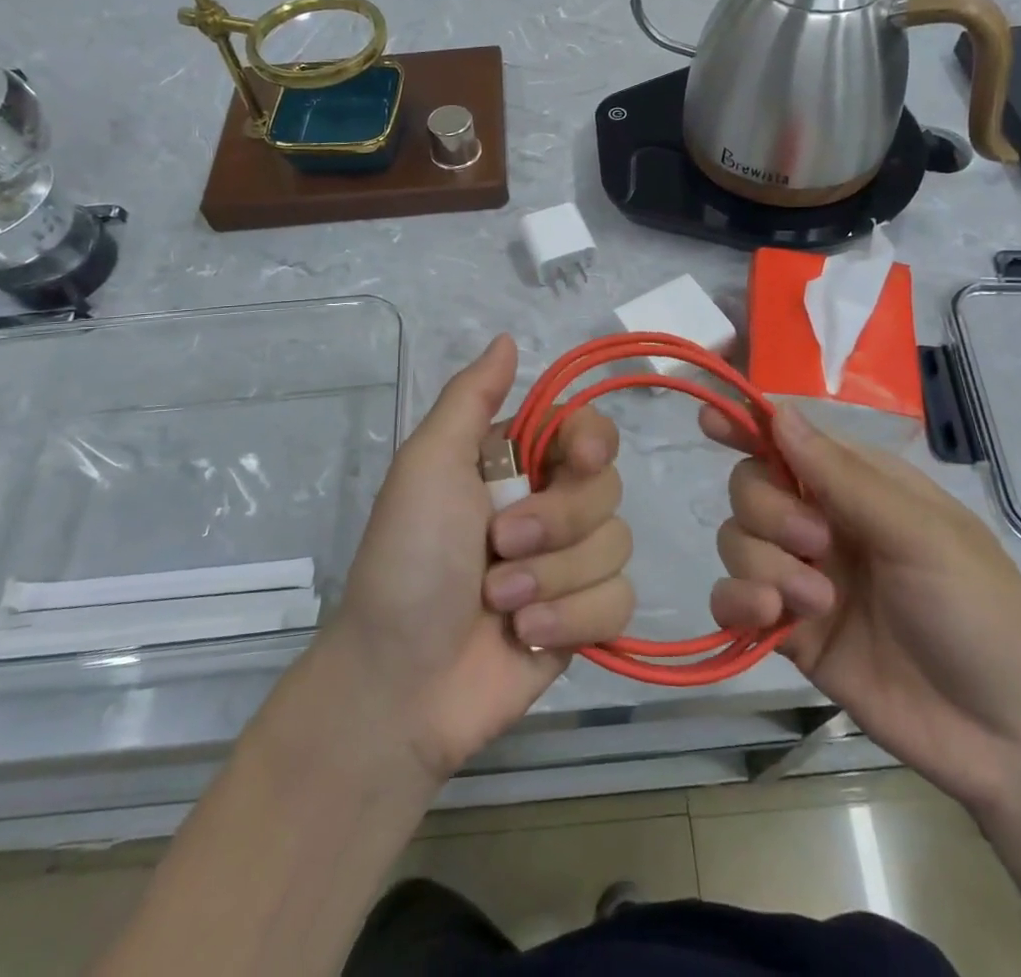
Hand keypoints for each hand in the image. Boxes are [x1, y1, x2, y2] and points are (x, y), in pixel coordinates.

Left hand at [322, 335, 634, 780]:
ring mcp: (568, 564)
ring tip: (501, 602)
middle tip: (500, 548)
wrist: (400, 683)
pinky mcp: (584, 619)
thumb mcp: (427, 465)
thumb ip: (471, 398)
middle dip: (555, 523)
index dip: (592, 441)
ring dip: (555, 578)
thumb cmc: (408, 560)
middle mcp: (548, 504)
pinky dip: (573, 618)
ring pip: (616, 544)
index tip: (576, 460)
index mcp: (513, 463)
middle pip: (606, 487)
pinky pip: (620, 600)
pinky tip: (525, 636)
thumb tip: (508, 338)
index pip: (586, 429)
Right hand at [705, 403, 1020, 815]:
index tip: (710, 420)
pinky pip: (732, 599)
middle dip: (768, 511)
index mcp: (860, 487)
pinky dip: (737, 601)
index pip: (789, 440)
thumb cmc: (983, 614)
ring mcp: (803, 578)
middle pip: (750, 487)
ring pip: (736, 540)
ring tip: (817, 603)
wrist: (1012, 741)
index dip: (747, 425)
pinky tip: (768, 617)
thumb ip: (843, 478)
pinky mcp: (790, 632)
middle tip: (815, 545)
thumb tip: (778, 413)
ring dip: (762, 564)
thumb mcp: (922, 535)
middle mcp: (823, 523)